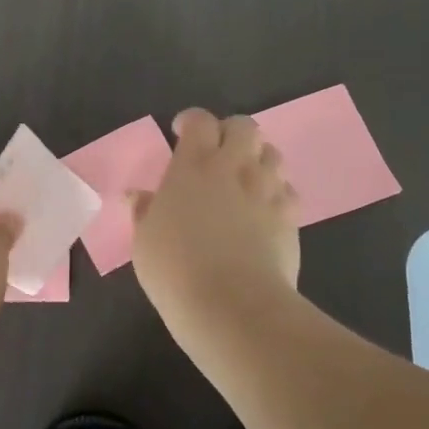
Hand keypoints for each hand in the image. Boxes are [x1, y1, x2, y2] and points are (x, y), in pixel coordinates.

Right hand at [130, 109, 300, 339]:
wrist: (234, 307)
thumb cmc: (176, 270)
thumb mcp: (145, 241)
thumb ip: (144, 211)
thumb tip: (138, 196)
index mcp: (193, 166)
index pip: (200, 121)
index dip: (191, 121)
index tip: (180, 133)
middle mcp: (234, 168)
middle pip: (244, 126)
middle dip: (231, 132)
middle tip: (217, 154)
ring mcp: (267, 190)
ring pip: (273, 153)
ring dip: (257, 159)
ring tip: (244, 180)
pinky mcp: (290, 217)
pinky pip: (289, 190)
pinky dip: (277, 193)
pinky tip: (265, 211)